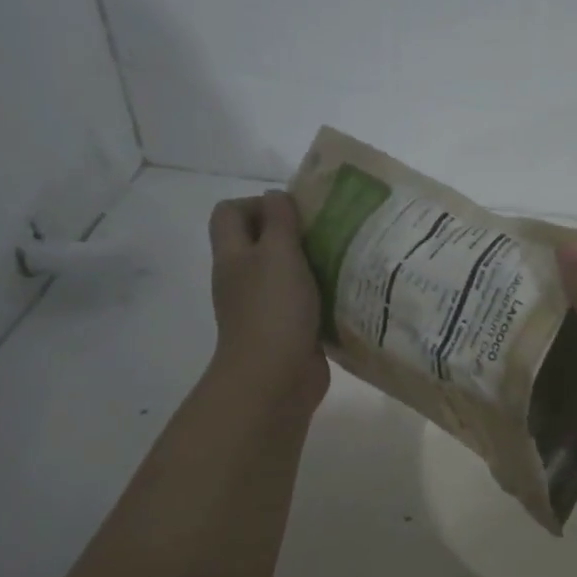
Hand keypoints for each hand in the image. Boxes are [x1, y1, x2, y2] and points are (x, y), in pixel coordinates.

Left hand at [207, 191, 328, 418]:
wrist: (275, 378)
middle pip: (260, 241)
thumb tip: (277, 197)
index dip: (259, 203)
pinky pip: (303, 302)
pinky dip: (321, 295)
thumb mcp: (278, 253)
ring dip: (312, 264)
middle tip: (328, 232)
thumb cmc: (274, 309)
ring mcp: (263, 306)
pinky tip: (346, 292)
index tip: (295, 214)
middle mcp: (243, 278)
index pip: (230, 212)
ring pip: (285, 272)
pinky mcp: (287, 329)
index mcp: (233, 255)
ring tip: (343, 259)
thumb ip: (279, 221)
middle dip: (293, 232)